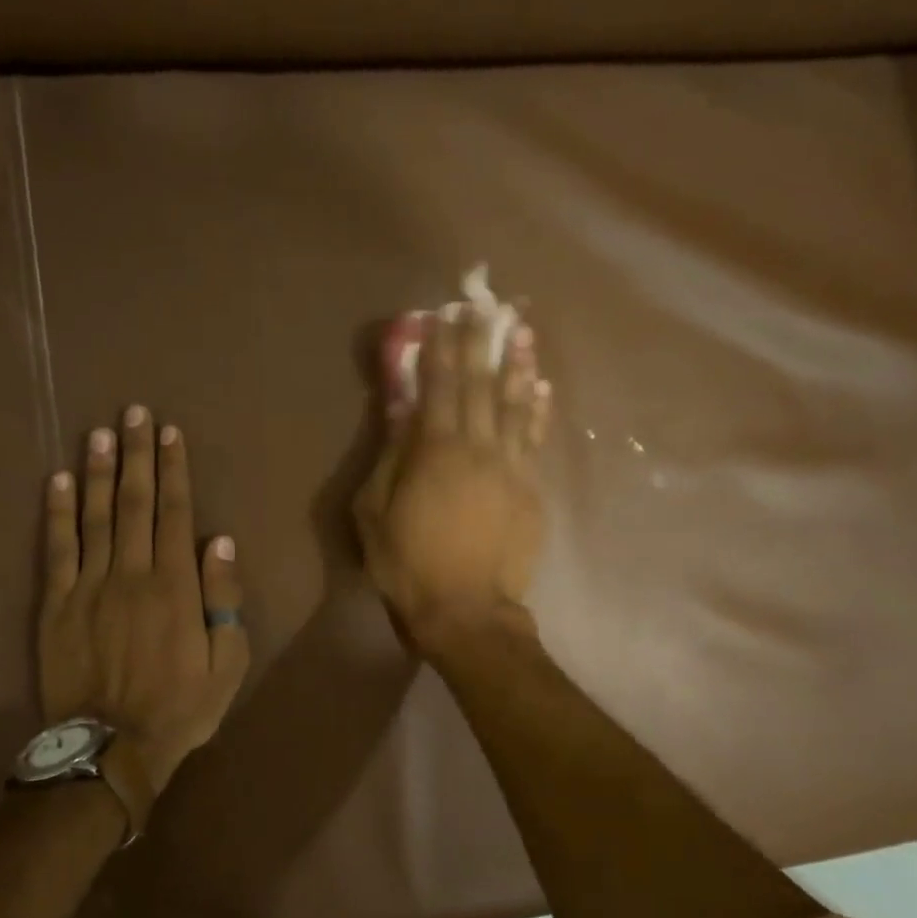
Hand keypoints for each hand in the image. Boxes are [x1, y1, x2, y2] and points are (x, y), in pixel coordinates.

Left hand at [38, 406, 249, 793]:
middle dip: (135, 454)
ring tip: (98, 432)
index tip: (169, 433)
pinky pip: (56, 550)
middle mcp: (131, 574)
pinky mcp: (57, 605)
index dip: (172, 470)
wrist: (112, 747)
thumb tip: (219, 543)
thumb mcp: (227, 663)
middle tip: (133, 412)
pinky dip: (56, 513)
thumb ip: (224, 601)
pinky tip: (56, 481)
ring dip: (96, 471)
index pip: (174, 513)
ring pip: (93, 517)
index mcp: (174, 586)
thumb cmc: (180, 707)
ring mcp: (89, 587)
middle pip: (133, 503)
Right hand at [353, 309, 551, 653]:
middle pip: (481, 385)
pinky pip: (534, 440)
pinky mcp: (531, 490)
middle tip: (486, 307)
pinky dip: (537, 411)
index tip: (447, 314)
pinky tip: (541, 388)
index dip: (443, 347)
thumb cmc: (407, 563)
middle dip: (481, 343)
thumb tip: (402, 411)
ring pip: (515, 406)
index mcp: (435, 450)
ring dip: (517, 366)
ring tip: (521, 332)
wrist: (466, 610)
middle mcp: (478, 447)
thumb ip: (390, 456)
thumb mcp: (375, 511)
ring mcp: (511, 467)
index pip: (441, 385)